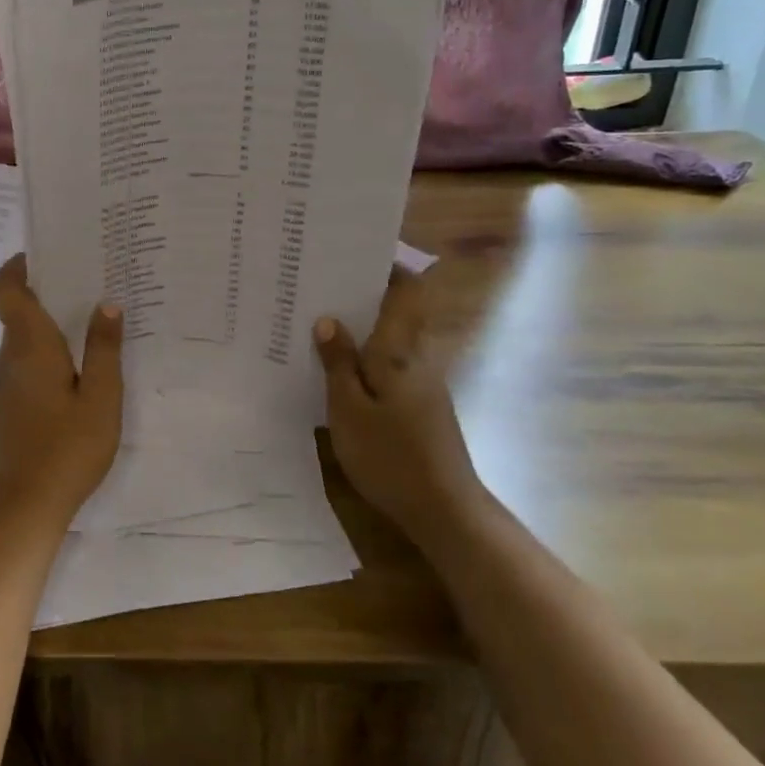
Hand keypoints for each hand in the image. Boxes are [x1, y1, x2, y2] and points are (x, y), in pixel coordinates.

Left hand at [0, 255, 123, 531]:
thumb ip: (103, 348)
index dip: (17, 265)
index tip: (45, 254)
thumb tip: (106, 303)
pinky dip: (46, 354)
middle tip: (91, 285)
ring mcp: (4, 383)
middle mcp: (9, 356)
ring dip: (49, 325)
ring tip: (92, 325)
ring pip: (23, 339)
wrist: (22, 507)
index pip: (5, 288)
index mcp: (29, 345)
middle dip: (48, 293)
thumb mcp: (100, 398)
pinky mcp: (7, 405)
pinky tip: (77, 370)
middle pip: (18, 310)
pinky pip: (24, 363)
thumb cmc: (66, 448)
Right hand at [314, 268, 483, 542]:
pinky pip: (391, 364)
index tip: (353, 254)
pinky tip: (338, 370)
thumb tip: (328, 320)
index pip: (407, 291)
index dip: (387, 266)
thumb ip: (338, 363)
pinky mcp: (421, 405)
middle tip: (321, 286)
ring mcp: (423, 383)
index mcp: (400, 350)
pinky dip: (367, 356)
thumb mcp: (349, 409)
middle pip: (398, 311)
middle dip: (365, 294)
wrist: (444, 511)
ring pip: (393, 338)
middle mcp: (417, 358)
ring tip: (319, 322)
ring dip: (363, 327)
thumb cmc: (391, 456)